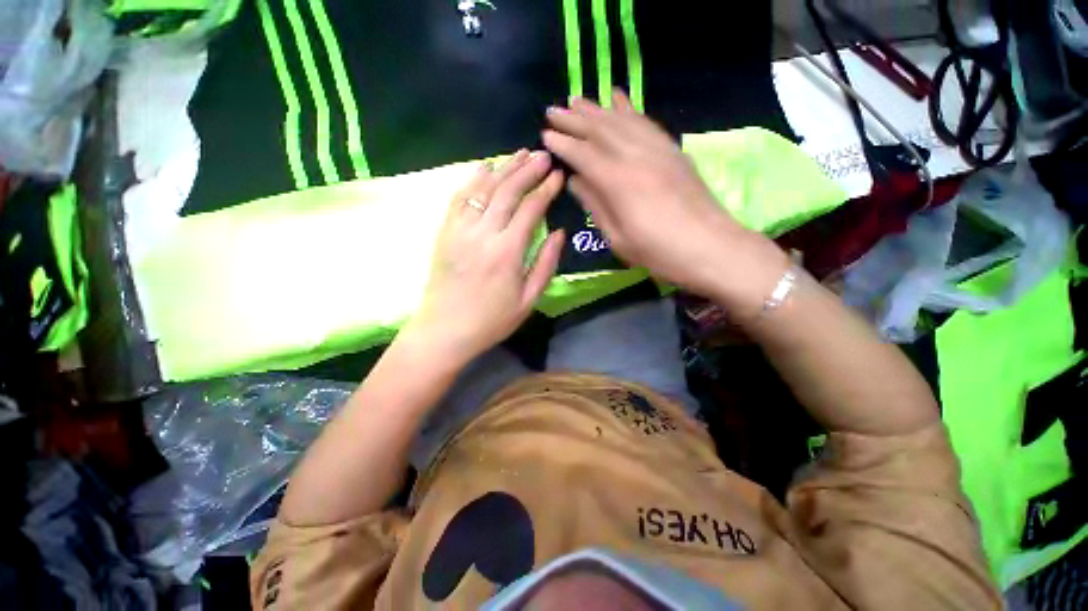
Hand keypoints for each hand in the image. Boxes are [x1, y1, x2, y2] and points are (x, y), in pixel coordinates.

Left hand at [404, 150, 564, 365]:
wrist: (445, 330)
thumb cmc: (492, 320)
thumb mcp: (529, 299)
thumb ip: (545, 263)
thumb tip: (560, 233)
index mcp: (507, 252)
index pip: (531, 209)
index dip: (546, 189)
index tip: (558, 175)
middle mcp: (483, 233)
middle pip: (507, 191)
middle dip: (528, 170)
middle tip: (543, 155)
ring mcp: (460, 230)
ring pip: (483, 188)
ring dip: (503, 168)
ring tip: (520, 153)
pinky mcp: (445, 232)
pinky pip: (459, 197)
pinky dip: (473, 179)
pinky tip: (485, 167)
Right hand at [542, 91, 786, 314]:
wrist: (710, 246)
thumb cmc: (657, 251)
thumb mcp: (617, 237)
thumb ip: (595, 205)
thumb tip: (575, 180)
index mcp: (617, 182)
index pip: (583, 154)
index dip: (562, 144)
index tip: (545, 135)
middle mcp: (635, 156)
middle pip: (600, 129)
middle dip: (574, 119)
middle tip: (553, 110)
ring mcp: (657, 149)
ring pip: (622, 120)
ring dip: (597, 107)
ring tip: (578, 99)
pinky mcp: (673, 150)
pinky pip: (646, 122)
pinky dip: (629, 108)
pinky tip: (619, 99)